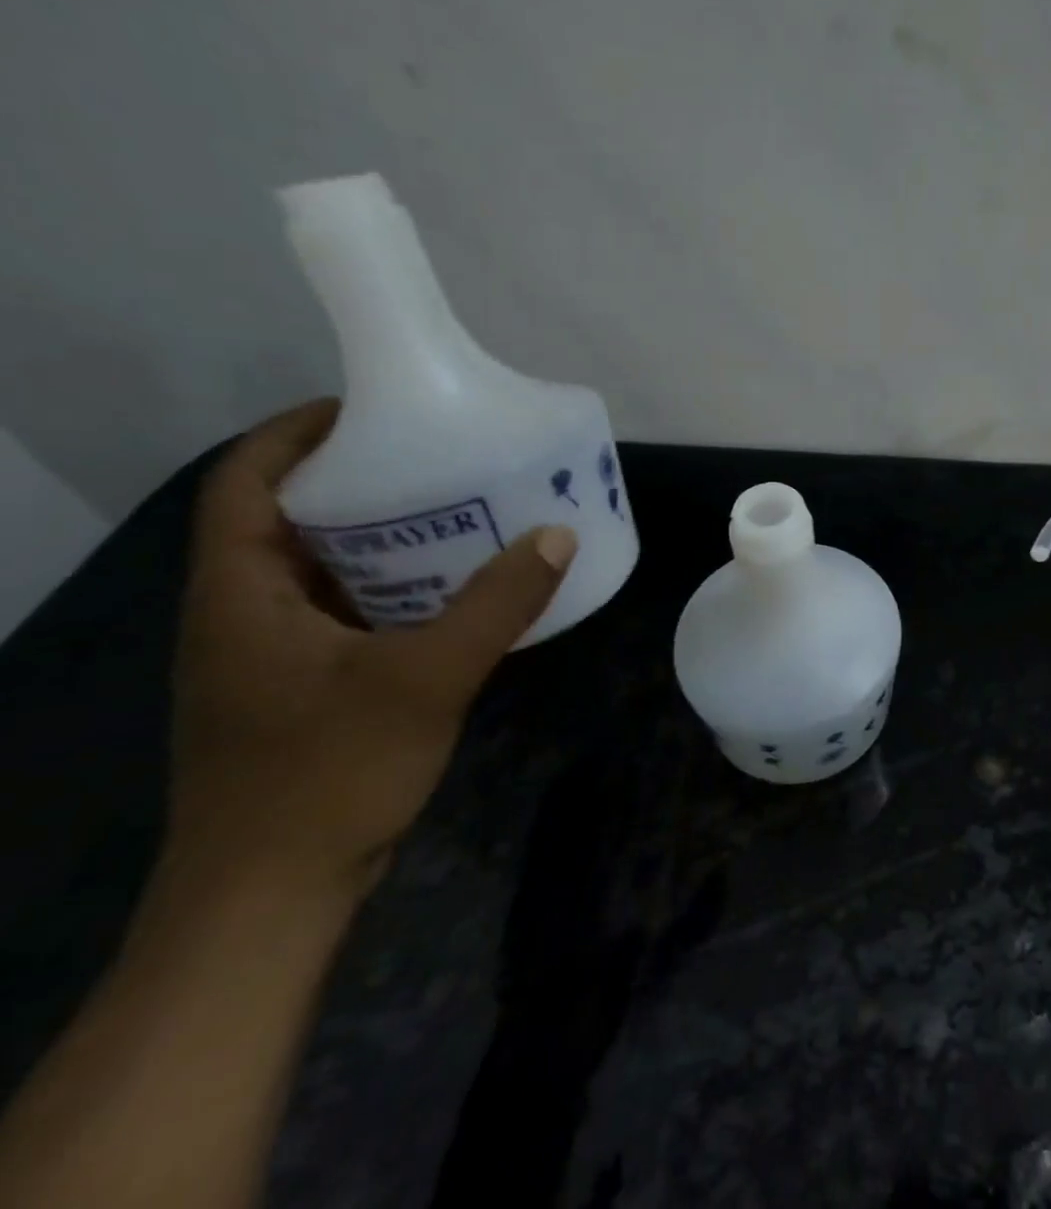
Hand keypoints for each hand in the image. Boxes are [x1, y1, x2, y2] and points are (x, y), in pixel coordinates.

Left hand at [167, 400, 576, 901]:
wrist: (272, 894)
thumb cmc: (327, 773)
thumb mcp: (425, 678)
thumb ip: (495, 605)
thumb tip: (556, 536)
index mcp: (239, 595)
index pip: (243, 483)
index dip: (296, 434)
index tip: (373, 410)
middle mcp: (243, 613)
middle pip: (287, 519)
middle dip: (358, 480)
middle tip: (439, 458)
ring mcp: (271, 654)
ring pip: (321, 568)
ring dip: (383, 536)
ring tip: (460, 512)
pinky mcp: (303, 687)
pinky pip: (348, 611)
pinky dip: (395, 587)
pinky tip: (457, 591)